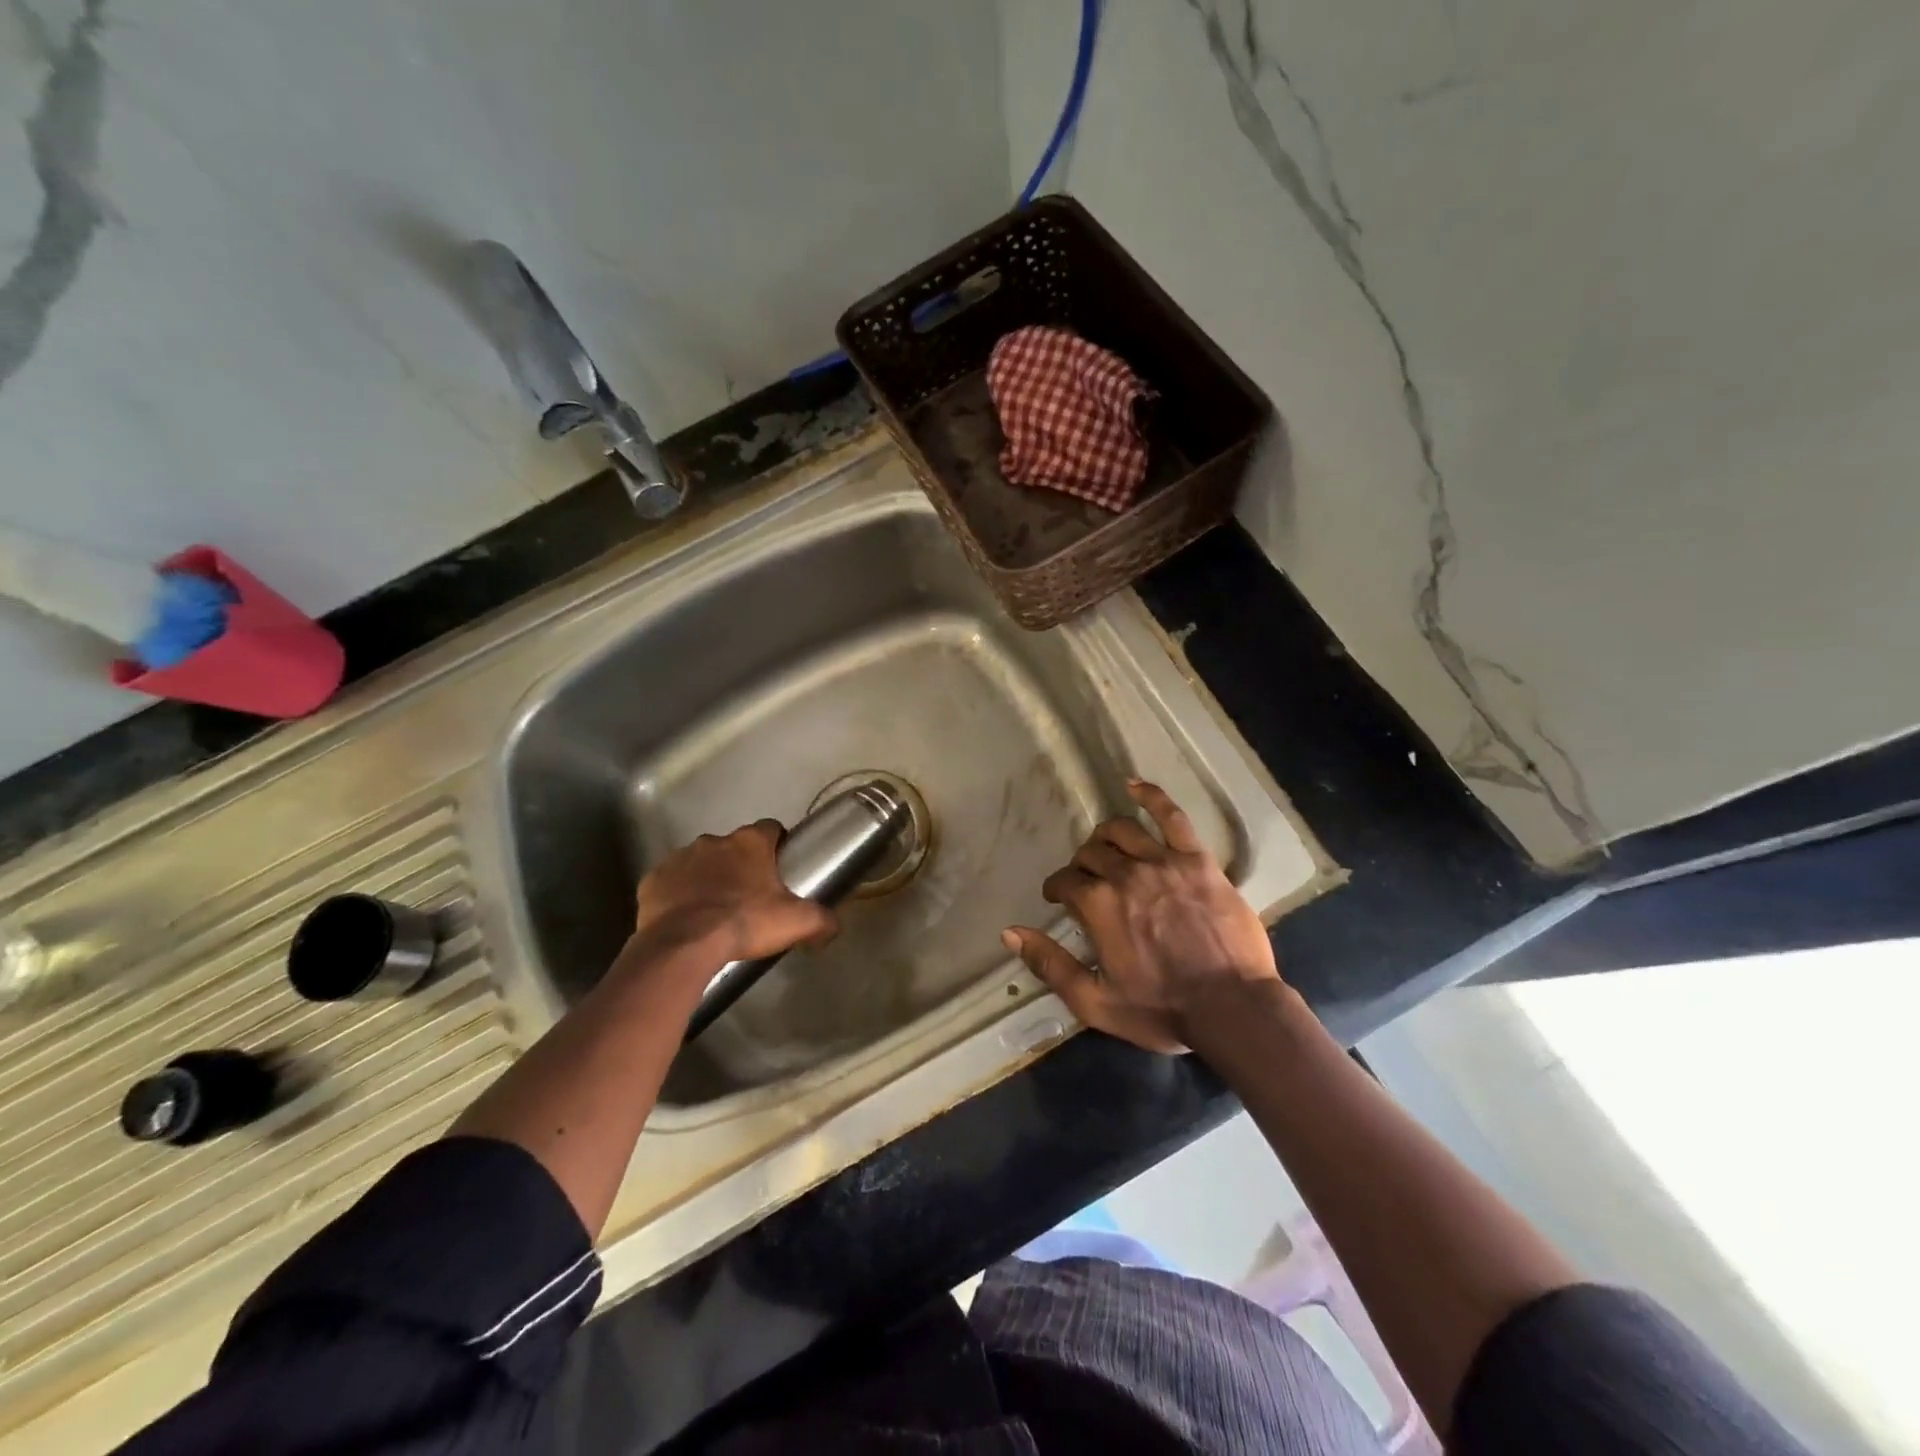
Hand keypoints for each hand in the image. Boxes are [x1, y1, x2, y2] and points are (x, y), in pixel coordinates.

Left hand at [635, 820, 838, 968]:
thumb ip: (822, 920)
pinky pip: (671, 883)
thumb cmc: (744, 923)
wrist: (684, 946)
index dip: (777, 846)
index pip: (770, 829)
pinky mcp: (653, 880)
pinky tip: (686, 918)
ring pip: (701, 862)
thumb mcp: (796, 922)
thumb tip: (835, 926)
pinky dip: (679, 895)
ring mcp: (680, 858)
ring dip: (709, 878)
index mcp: (750, 843)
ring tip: (716, 911)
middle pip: (734, 847)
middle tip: (750, 897)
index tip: (779, 868)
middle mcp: (714, 841)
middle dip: (741, 865)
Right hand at [1001, 781, 1280, 1053]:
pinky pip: (1172, 816)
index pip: (1065, 881)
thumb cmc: (1161, 1009)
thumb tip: (1010, 932)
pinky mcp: (1197, 860)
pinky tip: (1134, 785)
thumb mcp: (1094, 1002)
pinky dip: (1151, 795)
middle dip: (1081, 865)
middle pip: (1091, 853)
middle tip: (1087, 881)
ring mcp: (1164, 862)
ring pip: (1122, 830)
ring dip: (1106, 836)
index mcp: (1098, 905)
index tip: (1060, 899)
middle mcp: (1125, 873)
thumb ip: (1050, 965)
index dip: (1058, 889)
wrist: (1233, 1009)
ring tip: (1107, 848)